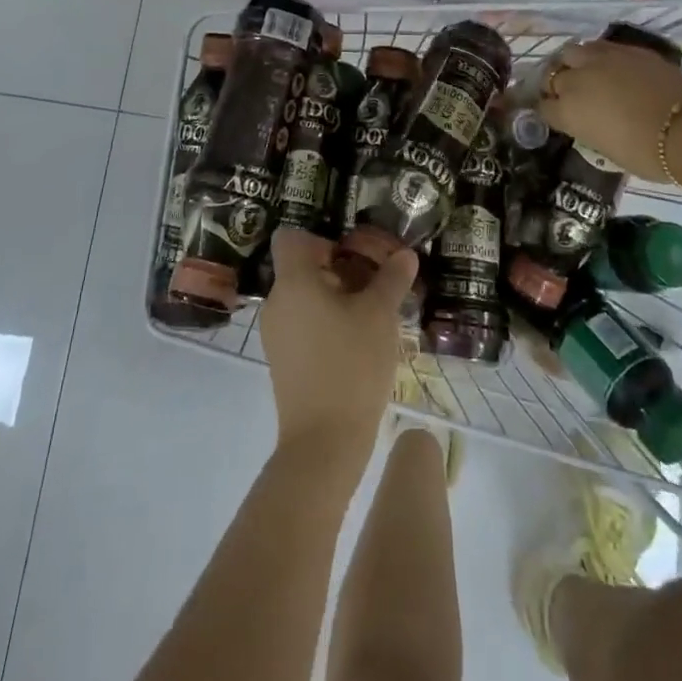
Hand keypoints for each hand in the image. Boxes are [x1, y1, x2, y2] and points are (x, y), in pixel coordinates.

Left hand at [261, 228, 418, 460]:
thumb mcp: (379, 315)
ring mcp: (275, 334)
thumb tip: (405, 254)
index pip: (290, 238)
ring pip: (304, 298)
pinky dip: (326, 323)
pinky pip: (302, 324)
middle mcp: (276, 302)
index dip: (320, 238)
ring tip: (372, 315)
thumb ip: (391, 279)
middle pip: (301, 268)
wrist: (324, 442)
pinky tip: (357, 343)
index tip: (350, 254)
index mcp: (293, 282)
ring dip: (336, 298)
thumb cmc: (351, 365)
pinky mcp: (282, 360)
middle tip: (374, 284)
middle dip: (338, 270)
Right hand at [539, 38, 681, 183]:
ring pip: (571, 52)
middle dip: (555, 85)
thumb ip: (587, 128)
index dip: (549, 112)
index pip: (543, 108)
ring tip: (585, 73)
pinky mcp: (626, 50)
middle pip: (551, 76)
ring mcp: (601, 60)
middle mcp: (576, 80)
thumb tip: (589, 120)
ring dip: (573, 63)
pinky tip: (610, 66)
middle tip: (567, 95)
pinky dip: (599, 57)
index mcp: (567, 111)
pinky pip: (601, 47)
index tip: (556, 116)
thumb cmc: (645, 154)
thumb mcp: (604, 148)